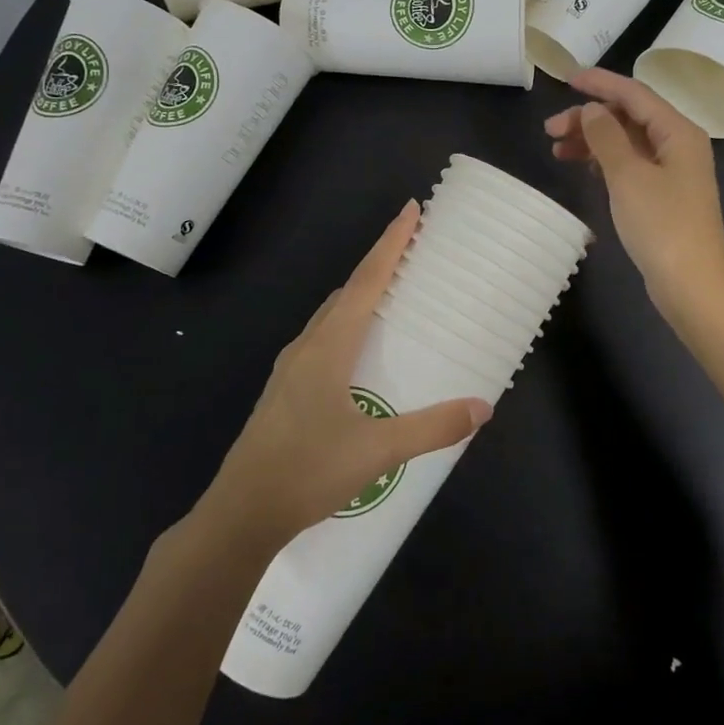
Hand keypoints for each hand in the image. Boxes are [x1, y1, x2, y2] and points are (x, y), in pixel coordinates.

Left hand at [201, 202, 491, 548]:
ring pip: (331, 316)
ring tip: (392, 294)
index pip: (366, 281)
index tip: (410, 210)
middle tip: (412, 251)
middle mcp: (307, 346)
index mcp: (328, 346)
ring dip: (360, 294)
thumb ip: (432, 427)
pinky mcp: (285, 391)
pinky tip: (360, 350)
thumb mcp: (378, 451)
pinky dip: (347, 324)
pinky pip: (322, 338)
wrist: (240, 514)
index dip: (391, 244)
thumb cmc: (308, 471)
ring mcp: (290, 369)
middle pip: (348, 291)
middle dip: (379, 265)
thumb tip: (483, 407)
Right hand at [544, 68, 723, 312]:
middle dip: (590, 118)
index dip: (600, 84)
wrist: (692, 284)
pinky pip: (630, 165)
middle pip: (629, 117)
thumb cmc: (662, 225)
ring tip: (558, 150)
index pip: (634, 94)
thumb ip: (607, 137)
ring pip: (627, 142)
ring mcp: (672, 172)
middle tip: (551, 130)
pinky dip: (605, 162)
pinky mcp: (663, 196)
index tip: (565, 79)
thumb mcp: (628, 176)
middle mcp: (678, 145)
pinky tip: (584, 168)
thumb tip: (593, 109)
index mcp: (678, 131)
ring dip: (593, 141)